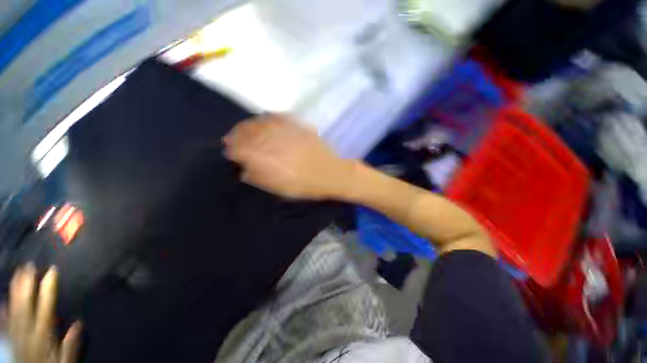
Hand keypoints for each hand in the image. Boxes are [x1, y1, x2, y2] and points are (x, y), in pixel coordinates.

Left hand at [6, 265, 80, 362]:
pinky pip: (4, 322)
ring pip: (13, 309)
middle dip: (26, 284)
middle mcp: (27, 330)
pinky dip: (2, 310)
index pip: (46, 306)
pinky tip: (2, 301)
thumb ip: (70, 344)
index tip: (52, 270)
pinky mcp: (9, 338)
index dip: (48, 287)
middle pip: (25, 304)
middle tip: (28, 266)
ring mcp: (16, 333)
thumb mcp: (65, 360)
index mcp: (43, 333)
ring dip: (15, 291)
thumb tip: (78, 323)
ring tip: (17, 275)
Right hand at [224, 114, 353, 199]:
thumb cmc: (308, 186)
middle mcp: (279, 145)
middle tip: (231, 138)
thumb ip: (262, 178)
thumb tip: (245, 169)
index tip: (229, 152)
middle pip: (251, 135)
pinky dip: (268, 118)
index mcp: (274, 163)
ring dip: (249, 126)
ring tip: (243, 129)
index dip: (234, 150)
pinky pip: (280, 118)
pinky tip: (262, 120)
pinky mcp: (301, 128)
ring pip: (263, 124)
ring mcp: (290, 134)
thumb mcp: (282, 189)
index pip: (245, 151)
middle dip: (237, 136)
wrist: (333, 174)